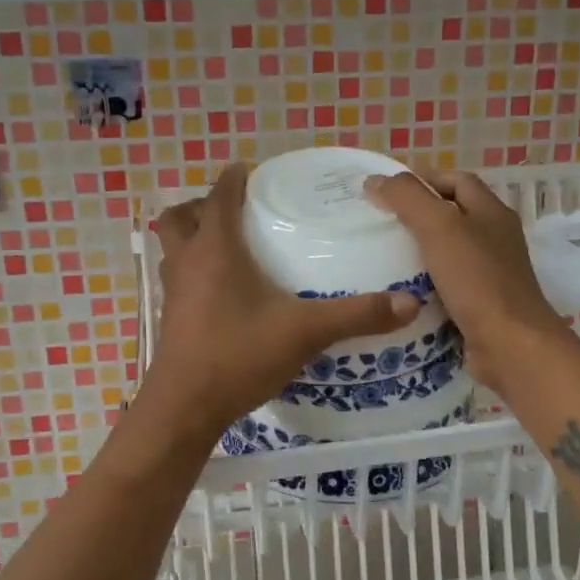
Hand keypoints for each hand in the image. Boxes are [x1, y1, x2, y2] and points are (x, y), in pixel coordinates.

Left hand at [142, 165, 421, 439]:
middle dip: (201, 207)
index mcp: (215, 249)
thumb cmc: (239, 355)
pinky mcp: (170, 320)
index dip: (234, 178)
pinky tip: (223, 295)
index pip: (219, 196)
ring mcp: (173, 293)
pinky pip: (177, 281)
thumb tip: (410, 303)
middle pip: (179, 218)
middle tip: (234, 213)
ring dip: (192, 240)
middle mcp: (187, 262)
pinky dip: (193, 274)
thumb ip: (356, 315)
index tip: (252, 172)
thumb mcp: (305, 332)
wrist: (185, 408)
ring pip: (172, 250)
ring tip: (227, 248)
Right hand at [365, 169, 571, 397]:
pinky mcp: (480, 306)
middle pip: (452, 216)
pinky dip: (423, 286)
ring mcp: (490, 274)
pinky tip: (398, 293)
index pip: (456, 181)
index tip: (386, 190)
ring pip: (447, 253)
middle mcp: (494, 239)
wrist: (510, 345)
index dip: (423, 179)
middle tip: (377, 224)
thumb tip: (376, 180)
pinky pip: (446, 286)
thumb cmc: (477, 280)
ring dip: (417, 253)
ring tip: (379, 258)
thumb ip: (408, 198)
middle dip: (416, 216)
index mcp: (491, 212)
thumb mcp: (439, 227)